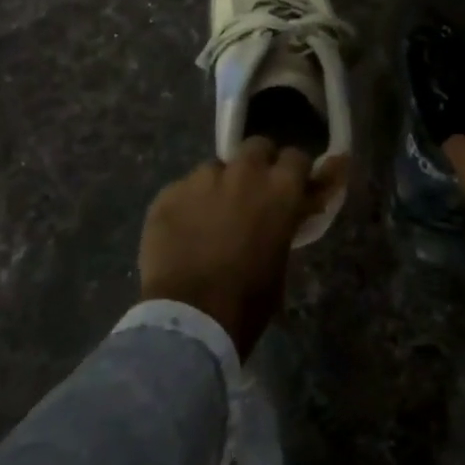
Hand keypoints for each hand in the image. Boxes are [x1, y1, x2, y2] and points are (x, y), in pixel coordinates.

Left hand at [139, 141, 344, 357]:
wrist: (190, 317)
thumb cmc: (249, 298)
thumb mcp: (282, 258)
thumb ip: (285, 221)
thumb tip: (288, 210)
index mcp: (279, 190)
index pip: (296, 157)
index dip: (293, 172)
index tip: (290, 187)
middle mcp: (243, 173)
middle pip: (256, 147)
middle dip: (257, 165)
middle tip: (252, 192)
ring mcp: (201, 179)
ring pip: (215, 168)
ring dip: (219, 185)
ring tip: (211, 216)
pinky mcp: (168, 193)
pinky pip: (184, 189)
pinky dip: (188, 204)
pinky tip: (183, 231)